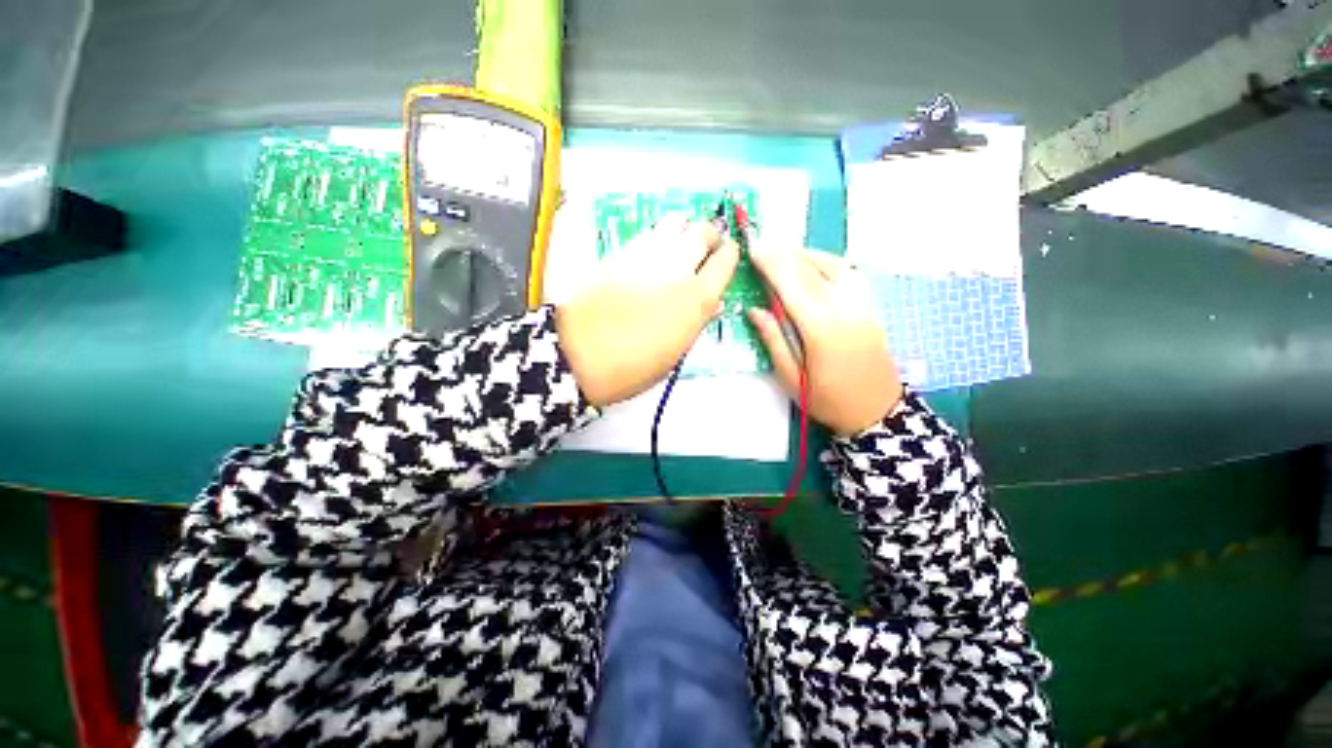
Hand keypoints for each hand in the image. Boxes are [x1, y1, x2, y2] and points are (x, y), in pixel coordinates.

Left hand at [556, 217, 739, 406]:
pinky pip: (648, 233)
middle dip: (710, 235)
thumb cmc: (633, 366)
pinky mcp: (620, 253)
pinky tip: (654, 251)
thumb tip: (713, 303)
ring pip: (675, 223)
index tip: (727, 256)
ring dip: (684, 229)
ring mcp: (647, 256)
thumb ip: (697, 323)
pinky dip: (659, 236)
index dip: (729, 254)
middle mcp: (677, 269)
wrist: (579, 354)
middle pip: (703, 232)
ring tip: (680, 244)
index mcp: (696, 299)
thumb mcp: (675, 353)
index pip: (725, 261)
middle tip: (706, 247)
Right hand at [747, 246, 902, 436]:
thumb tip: (755, 310)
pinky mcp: (871, 307)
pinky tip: (813, 265)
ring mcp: (863, 306)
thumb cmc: (828, 401)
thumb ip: (773, 340)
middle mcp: (846, 310)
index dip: (772, 265)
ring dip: (806, 254)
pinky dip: (827, 262)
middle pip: (812, 271)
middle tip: (762, 247)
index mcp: (822, 331)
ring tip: (783, 254)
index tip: (753, 251)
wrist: (876, 411)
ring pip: (834, 265)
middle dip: (784, 255)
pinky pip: (849, 273)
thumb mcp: (792, 378)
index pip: (793, 287)